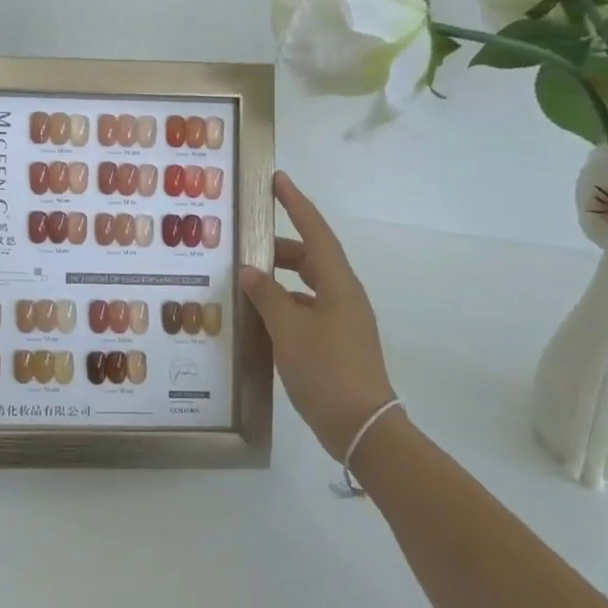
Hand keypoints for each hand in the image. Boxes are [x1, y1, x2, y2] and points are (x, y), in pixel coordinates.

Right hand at [239, 171, 399, 460]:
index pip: (316, 232)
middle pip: (311, 258)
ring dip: (279, 279)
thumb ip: (267, 296)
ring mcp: (342, 320)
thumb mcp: (289, 330)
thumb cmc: (326, 370)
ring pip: (307, 285)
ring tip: (246, 282)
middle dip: (280, 248)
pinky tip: (260, 317)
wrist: (361, 426)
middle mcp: (344, 296)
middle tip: (246, 245)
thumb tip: (249, 270)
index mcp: (339, 285)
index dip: (296, 204)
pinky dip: (284, 305)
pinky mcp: (336, 342)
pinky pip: (306, 309)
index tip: (277, 180)